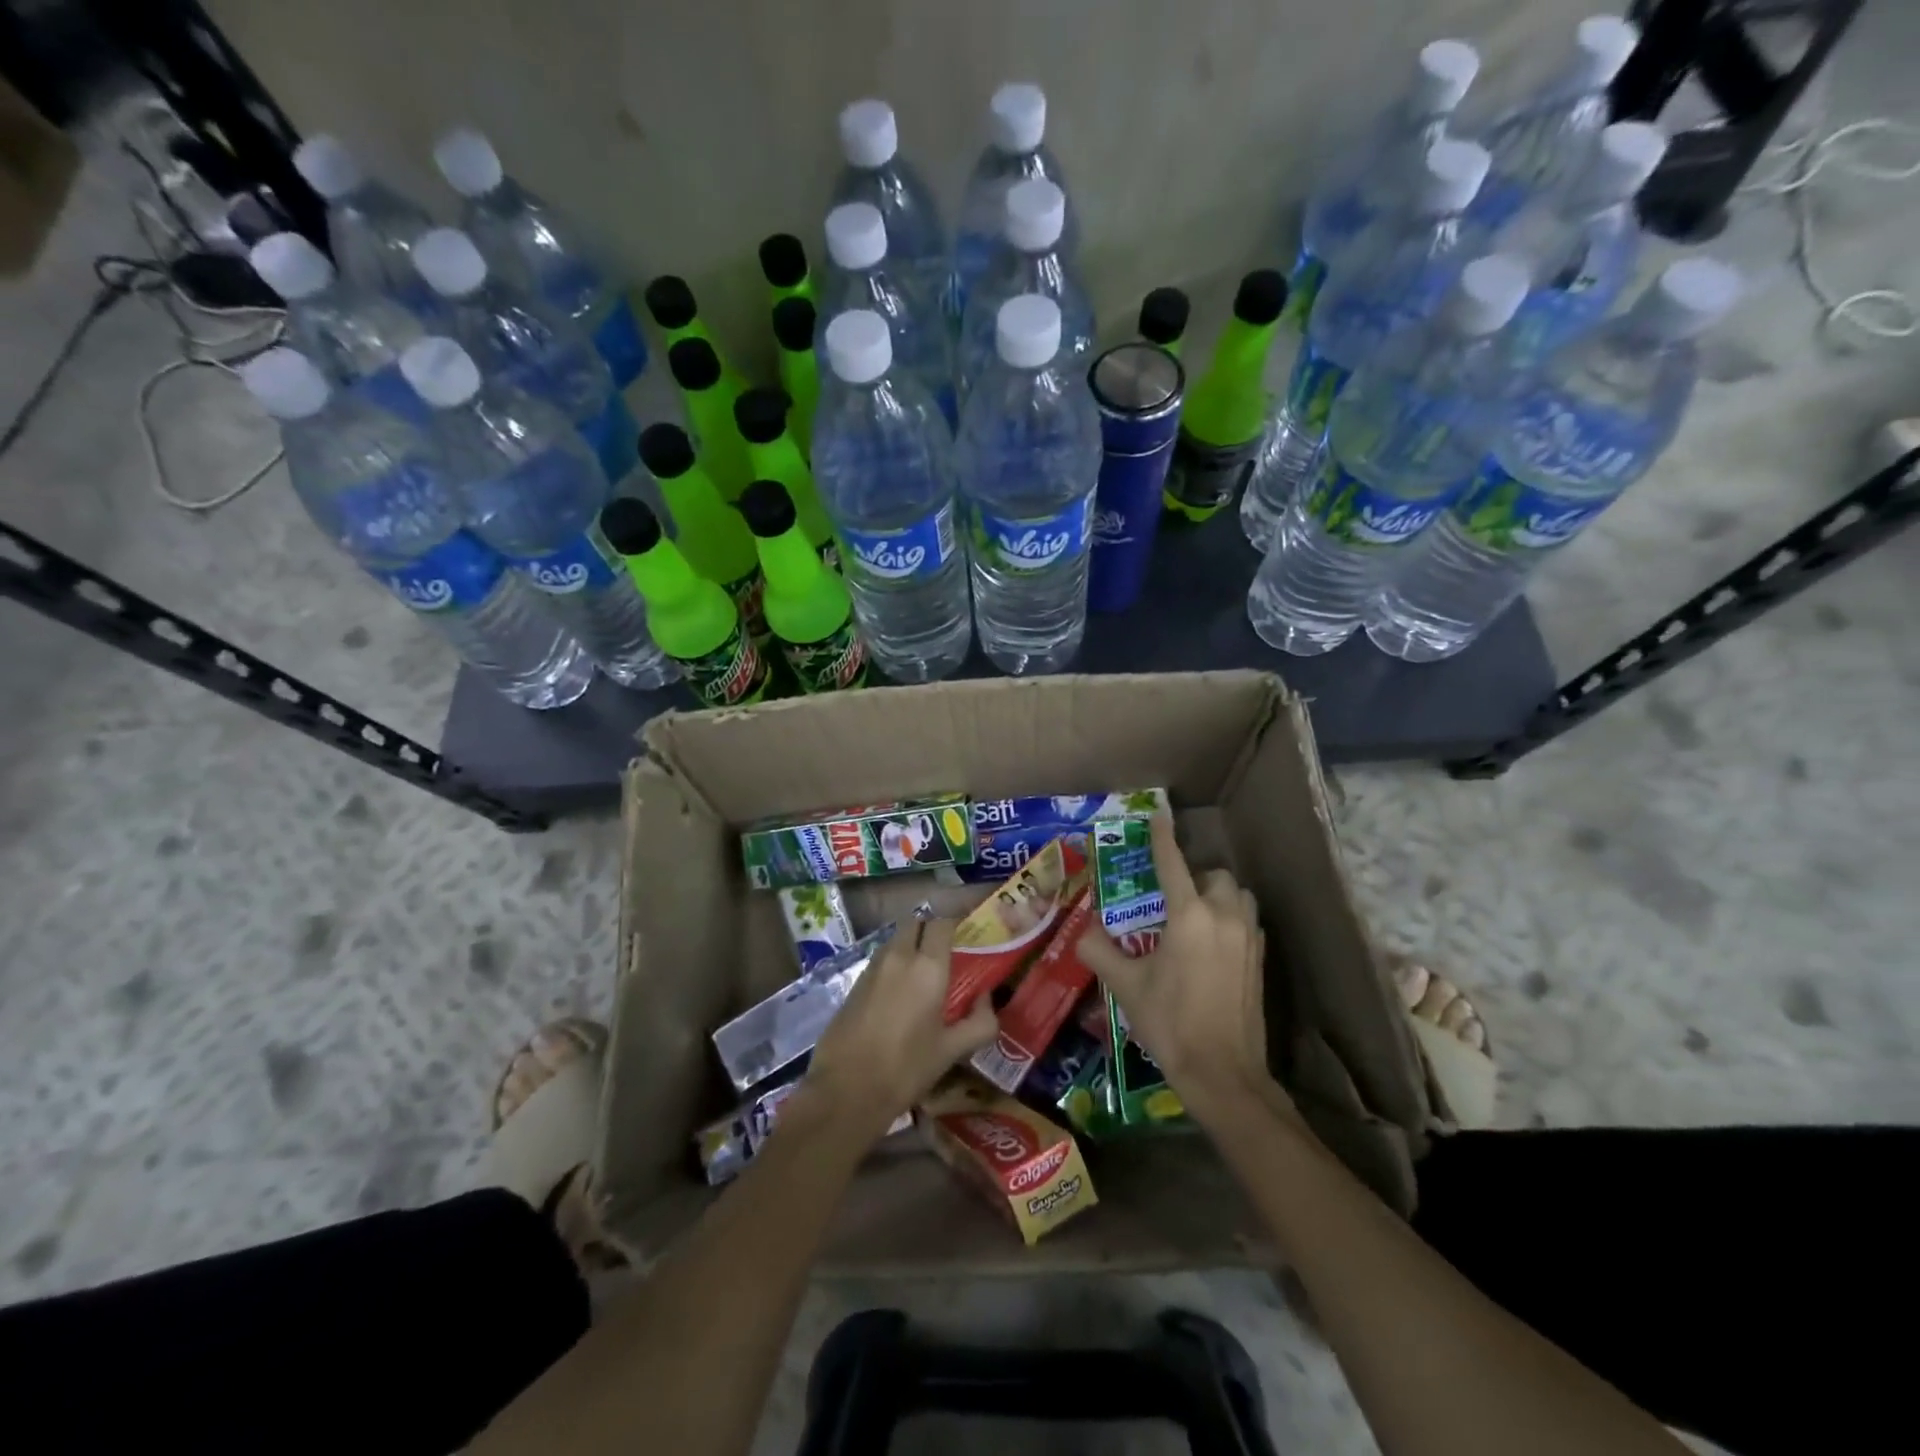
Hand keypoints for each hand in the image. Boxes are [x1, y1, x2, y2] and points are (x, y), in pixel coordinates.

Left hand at [803, 917, 997, 1143]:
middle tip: (946, 952)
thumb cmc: (906, 1068)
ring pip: (896, 940)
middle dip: (930, 930)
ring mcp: (872, 968)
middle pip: (915, 923)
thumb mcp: (952, 1050)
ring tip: (923, 974)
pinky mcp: (854, 983)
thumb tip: (986, 998)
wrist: (845, 1091)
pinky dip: (894, 964)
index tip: (968, 935)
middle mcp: (899, 956)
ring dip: (911, 946)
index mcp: (927, 967)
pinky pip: (881, 960)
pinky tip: (900, 994)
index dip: (956, 923)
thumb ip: (980, 1022)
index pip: (942, 923)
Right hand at [1076, 815, 1281, 1123]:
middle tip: (1171, 898)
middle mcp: (1223, 917)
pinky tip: (1214, 945)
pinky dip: (1232, 919)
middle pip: (1214, 875)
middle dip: (1194, 877)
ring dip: (1218, 895)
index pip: (1173, 864)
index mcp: (1188, 917)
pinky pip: (1248, 921)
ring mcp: (1248, 938)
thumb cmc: (1170, 1023)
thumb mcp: (1126, 985)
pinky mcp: (1260, 959)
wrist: (1223, 1072)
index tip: (1159, 816)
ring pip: (1238, 895)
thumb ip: (1099, 949)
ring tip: (1195, 917)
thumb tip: (1081, 929)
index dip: (1162, 838)